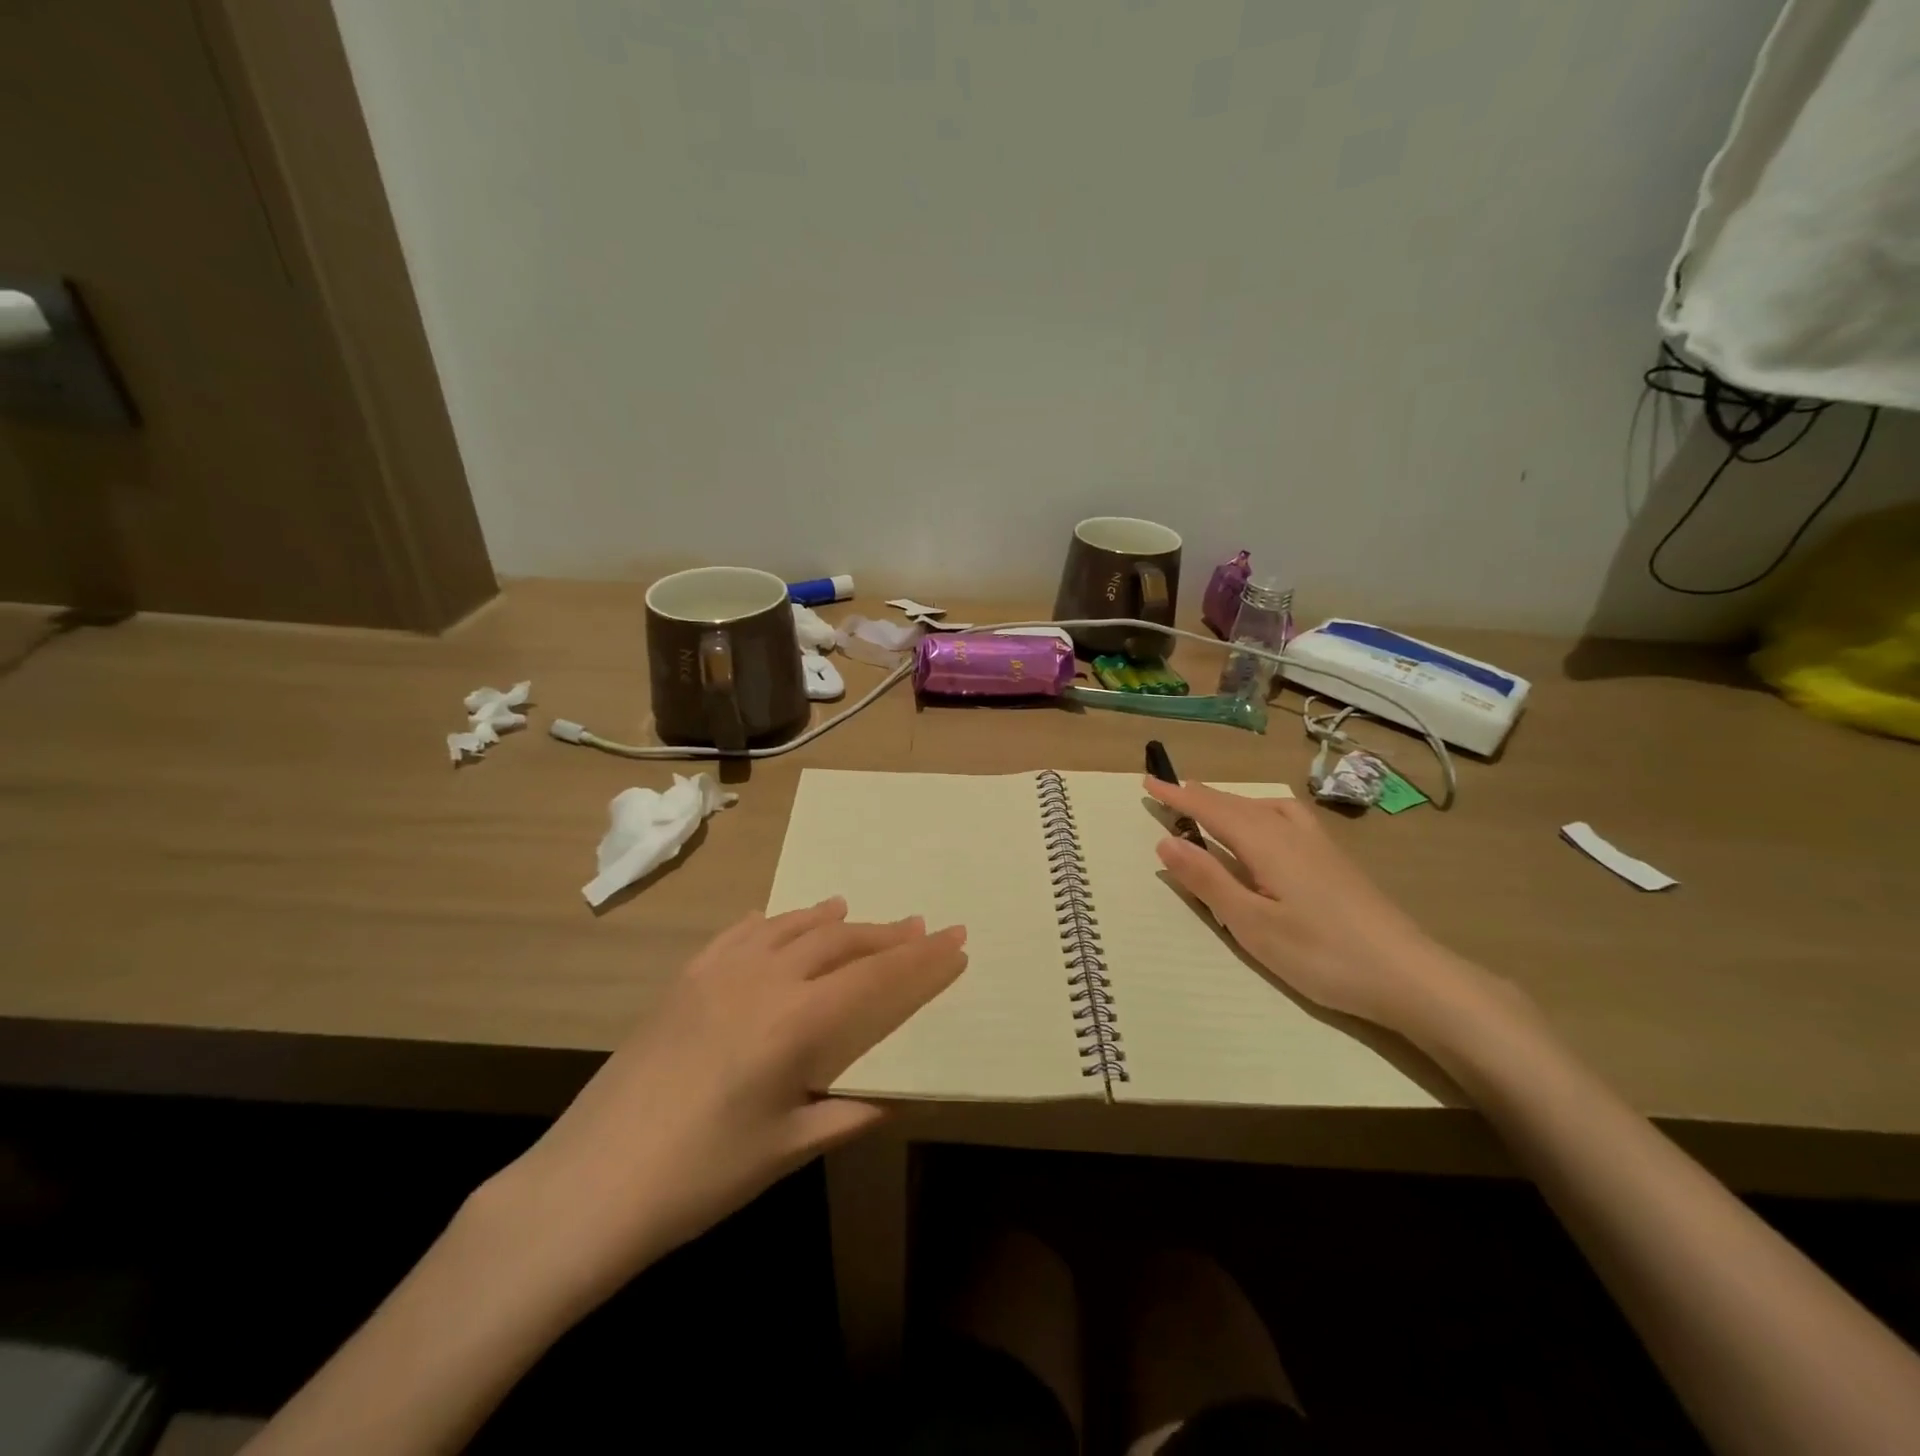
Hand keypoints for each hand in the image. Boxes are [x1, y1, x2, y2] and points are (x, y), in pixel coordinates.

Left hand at [479, 899, 966, 1313]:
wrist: (588, 1183)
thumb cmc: (698, 1177)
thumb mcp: (784, 1151)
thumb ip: (846, 1114)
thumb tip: (893, 1099)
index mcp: (796, 1022)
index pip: (876, 977)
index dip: (921, 960)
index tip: (956, 939)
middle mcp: (764, 980)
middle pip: (840, 941)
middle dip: (887, 934)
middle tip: (922, 927)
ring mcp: (719, 972)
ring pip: (793, 927)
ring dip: (833, 920)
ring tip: (858, 913)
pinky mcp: (686, 979)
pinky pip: (742, 933)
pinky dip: (775, 922)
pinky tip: (783, 923)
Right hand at [1145, 778, 1503, 1036]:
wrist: (1410, 975)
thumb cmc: (1322, 954)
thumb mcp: (1252, 924)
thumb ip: (1208, 880)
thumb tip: (1166, 841)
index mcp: (1266, 842)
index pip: (1211, 808)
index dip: (1177, 796)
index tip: (1147, 782)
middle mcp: (1291, 831)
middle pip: (1237, 803)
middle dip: (1199, 795)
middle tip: (1168, 792)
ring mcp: (1319, 843)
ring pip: (1264, 806)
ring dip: (1230, 802)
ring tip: (1210, 808)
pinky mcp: (1336, 859)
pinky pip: (1284, 817)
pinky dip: (1258, 811)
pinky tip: (1265, 831)